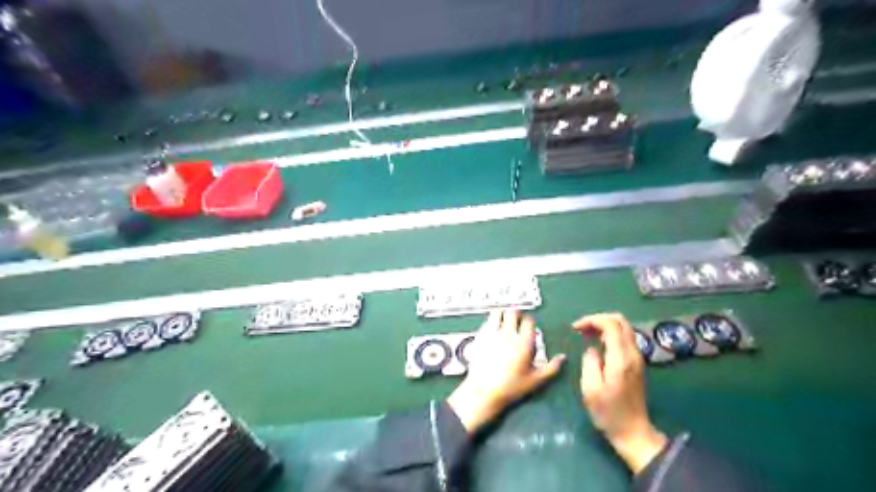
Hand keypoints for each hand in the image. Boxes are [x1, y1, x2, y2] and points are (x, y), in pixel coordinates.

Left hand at [448, 310, 563, 432]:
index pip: (529, 321)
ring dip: (502, 314)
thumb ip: (551, 368)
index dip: (530, 322)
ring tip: (504, 321)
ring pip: (498, 313)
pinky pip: (487, 321)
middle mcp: (508, 334)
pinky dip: (491, 322)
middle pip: (513, 312)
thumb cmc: (510, 387)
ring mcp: (492, 333)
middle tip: (516, 321)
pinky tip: (492, 330)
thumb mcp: (535, 380)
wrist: (484, 391)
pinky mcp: (480, 336)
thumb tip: (562, 358)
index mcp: (524, 343)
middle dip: (516, 314)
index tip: (529, 327)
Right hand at [573, 313, 668, 474]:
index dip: (592, 320)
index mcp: (620, 359)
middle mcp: (633, 354)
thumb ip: (589, 362)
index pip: (611, 325)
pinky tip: (598, 345)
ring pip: (624, 328)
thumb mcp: (590, 389)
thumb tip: (592, 349)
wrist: (633, 432)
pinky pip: (625, 339)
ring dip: (604, 326)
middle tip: (581, 328)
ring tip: (586, 335)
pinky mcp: (636, 364)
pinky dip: (610, 335)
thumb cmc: (608, 412)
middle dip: (599, 319)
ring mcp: (637, 358)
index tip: (576, 328)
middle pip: (620, 321)